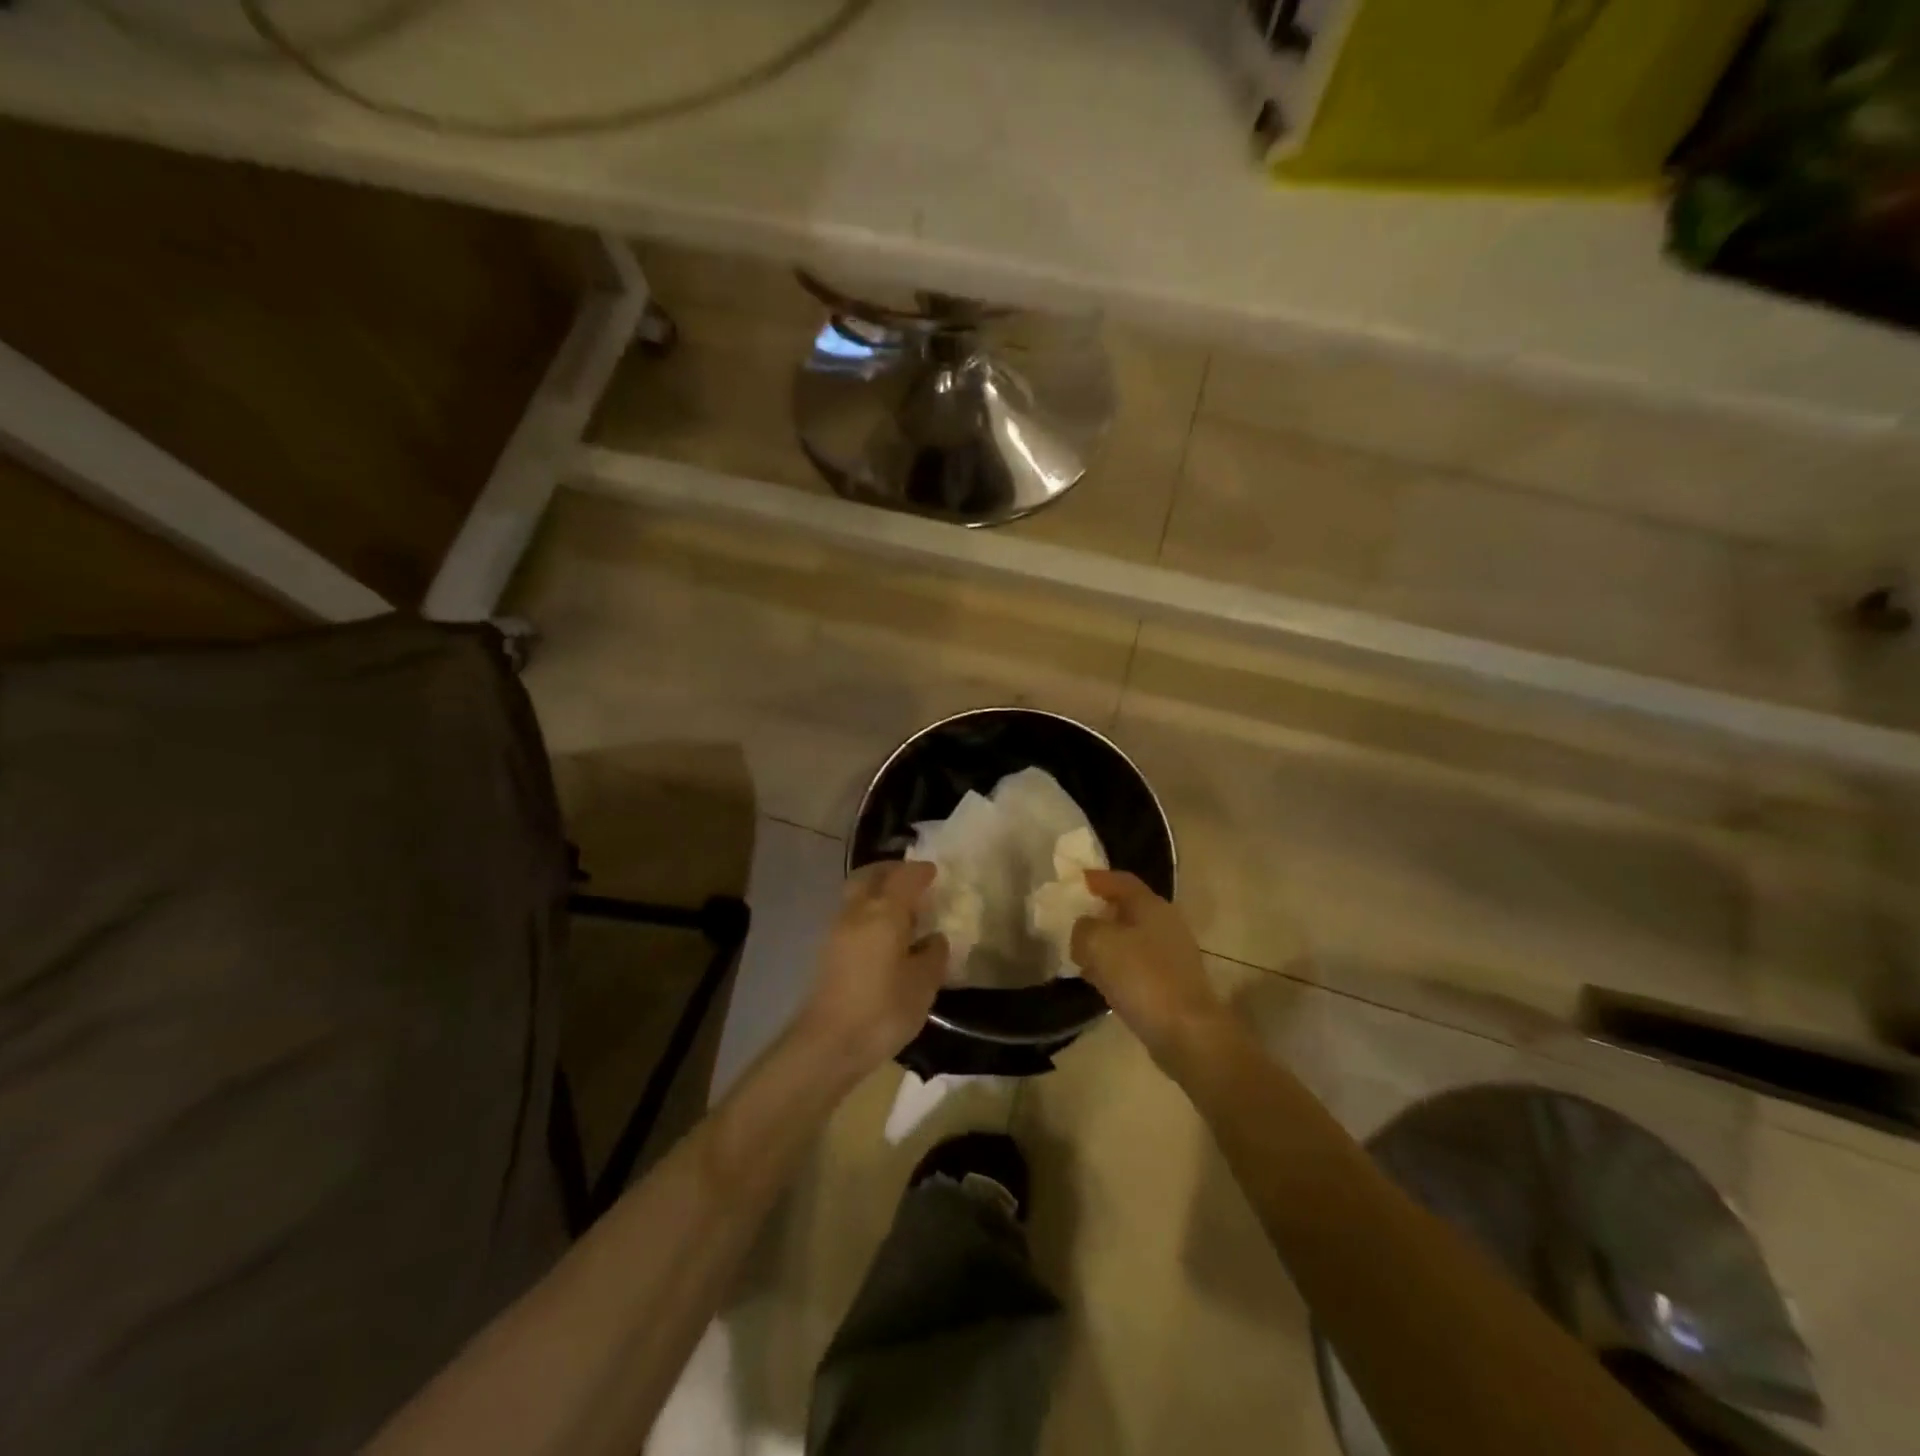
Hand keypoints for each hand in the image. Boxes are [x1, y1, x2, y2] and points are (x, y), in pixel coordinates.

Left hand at [797, 860, 948, 1079]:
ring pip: (857, 894)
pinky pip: (851, 914)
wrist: (828, 1043)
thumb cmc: (883, 1010)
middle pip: (871, 875)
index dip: (920, 872)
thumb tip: (934, 938)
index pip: (904, 878)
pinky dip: (868, 911)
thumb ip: (933, 955)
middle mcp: (857, 911)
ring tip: (900, 908)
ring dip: (877, 890)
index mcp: (884, 912)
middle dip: (892, 871)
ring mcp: (837, 929)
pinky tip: (883, 933)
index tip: (934, 872)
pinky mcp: (827, 950)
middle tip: (912, 879)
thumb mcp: (923, 984)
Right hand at [1071, 870, 1227, 1070]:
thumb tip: (1083, 930)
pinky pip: (1136, 965)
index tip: (1073, 882)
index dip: (1096, 878)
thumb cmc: (1142, 977)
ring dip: (1106, 943)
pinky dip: (1116, 967)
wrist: (1187, 1033)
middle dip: (1099, 912)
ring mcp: (1172, 955)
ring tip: (1080, 953)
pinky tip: (1099, 981)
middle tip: (1072, 919)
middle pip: (1127, 908)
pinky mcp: (1172, 983)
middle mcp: (1165, 923)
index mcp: (1151, 905)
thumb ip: (1083, 928)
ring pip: (1131, 939)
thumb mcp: (1098, 943)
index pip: (1120, 880)